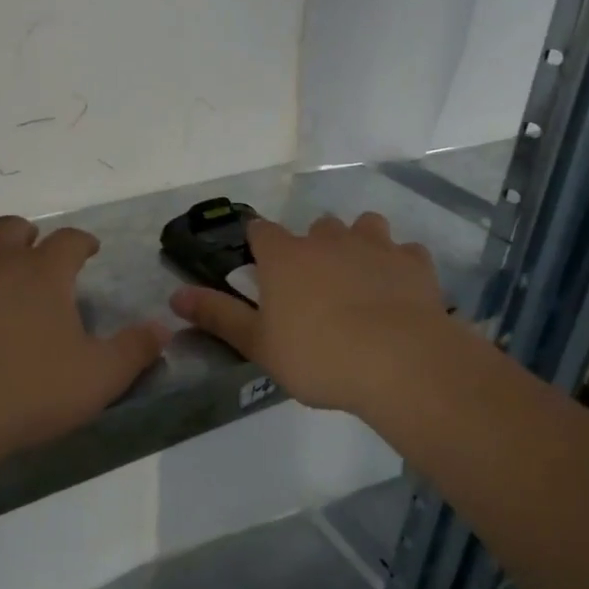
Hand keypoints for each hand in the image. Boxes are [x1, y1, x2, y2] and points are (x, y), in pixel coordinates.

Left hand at [0, 217, 169, 474]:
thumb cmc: (27, 393)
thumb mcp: (99, 378)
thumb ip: (135, 350)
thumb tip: (164, 327)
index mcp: (43, 271)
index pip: (70, 240)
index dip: (82, 242)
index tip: (89, 251)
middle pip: (12, 228)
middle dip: (27, 238)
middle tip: (34, 258)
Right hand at [168, 212, 454, 417]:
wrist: (399, 362)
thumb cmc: (317, 355)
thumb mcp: (258, 344)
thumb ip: (218, 317)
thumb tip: (174, 296)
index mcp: (286, 257)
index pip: (261, 231)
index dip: (260, 245)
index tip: (263, 267)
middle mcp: (329, 239)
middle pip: (317, 227)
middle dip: (314, 247)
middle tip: (315, 286)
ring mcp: (376, 245)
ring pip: (365, 226)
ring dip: (359, 243)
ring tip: (361, 278)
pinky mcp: (414, 261)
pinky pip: (405, 252)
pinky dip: (399, 266)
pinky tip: (400, 292)